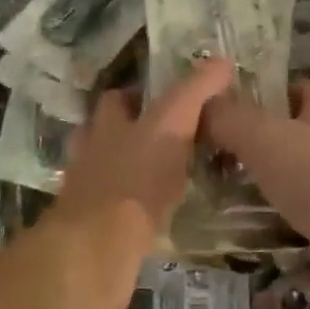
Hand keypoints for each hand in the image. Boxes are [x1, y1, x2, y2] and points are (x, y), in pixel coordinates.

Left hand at [46, 57, 234, 282]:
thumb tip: (221, 61)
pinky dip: (135, 206)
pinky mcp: (95, 228)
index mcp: (106, 125)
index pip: (117, 98)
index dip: (138, 95)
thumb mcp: (172, 124)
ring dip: (133, 171)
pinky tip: (157, 213)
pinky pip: (117, 208)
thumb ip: (194, 92)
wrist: (98, 247)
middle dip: (132, 133)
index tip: (167, 100)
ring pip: (110, 172)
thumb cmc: (135, 177)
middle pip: (107, 134)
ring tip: (167, 177)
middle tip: (170, 139)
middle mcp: (91, 153)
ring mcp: (88, 192)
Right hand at [203, 81, 309, 308]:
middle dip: (253, 147)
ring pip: (292, 181)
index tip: (225, 113)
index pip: (295, 89)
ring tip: (215, 197)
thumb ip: (228, 117)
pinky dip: (272, 226)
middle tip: (212, 158)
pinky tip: (239, 233)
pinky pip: (297, 220)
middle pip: (289, 136)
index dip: (261, 96)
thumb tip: (202, 108)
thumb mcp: (262, 135)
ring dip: (260, 190)